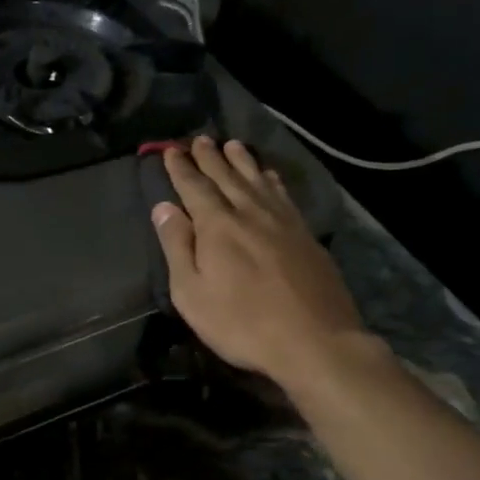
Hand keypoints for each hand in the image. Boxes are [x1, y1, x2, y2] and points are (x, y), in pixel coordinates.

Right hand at [152, 137, 378, 390]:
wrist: (315, 341)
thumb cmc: (242, 323)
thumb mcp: (192, 293)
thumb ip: (177, 246)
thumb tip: (163, 207)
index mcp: (217, 225)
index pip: (194, 187)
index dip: (181, 168)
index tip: (171, 150)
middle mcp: (250, 213)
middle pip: (227, 176)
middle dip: (210, 157)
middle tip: (200, 139)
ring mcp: (283, 221)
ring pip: (258, 180)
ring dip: (242, 161)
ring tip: (233, 145)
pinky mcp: (306, 235)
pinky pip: (283, 195)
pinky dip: (272, 180)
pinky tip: (270, 177)